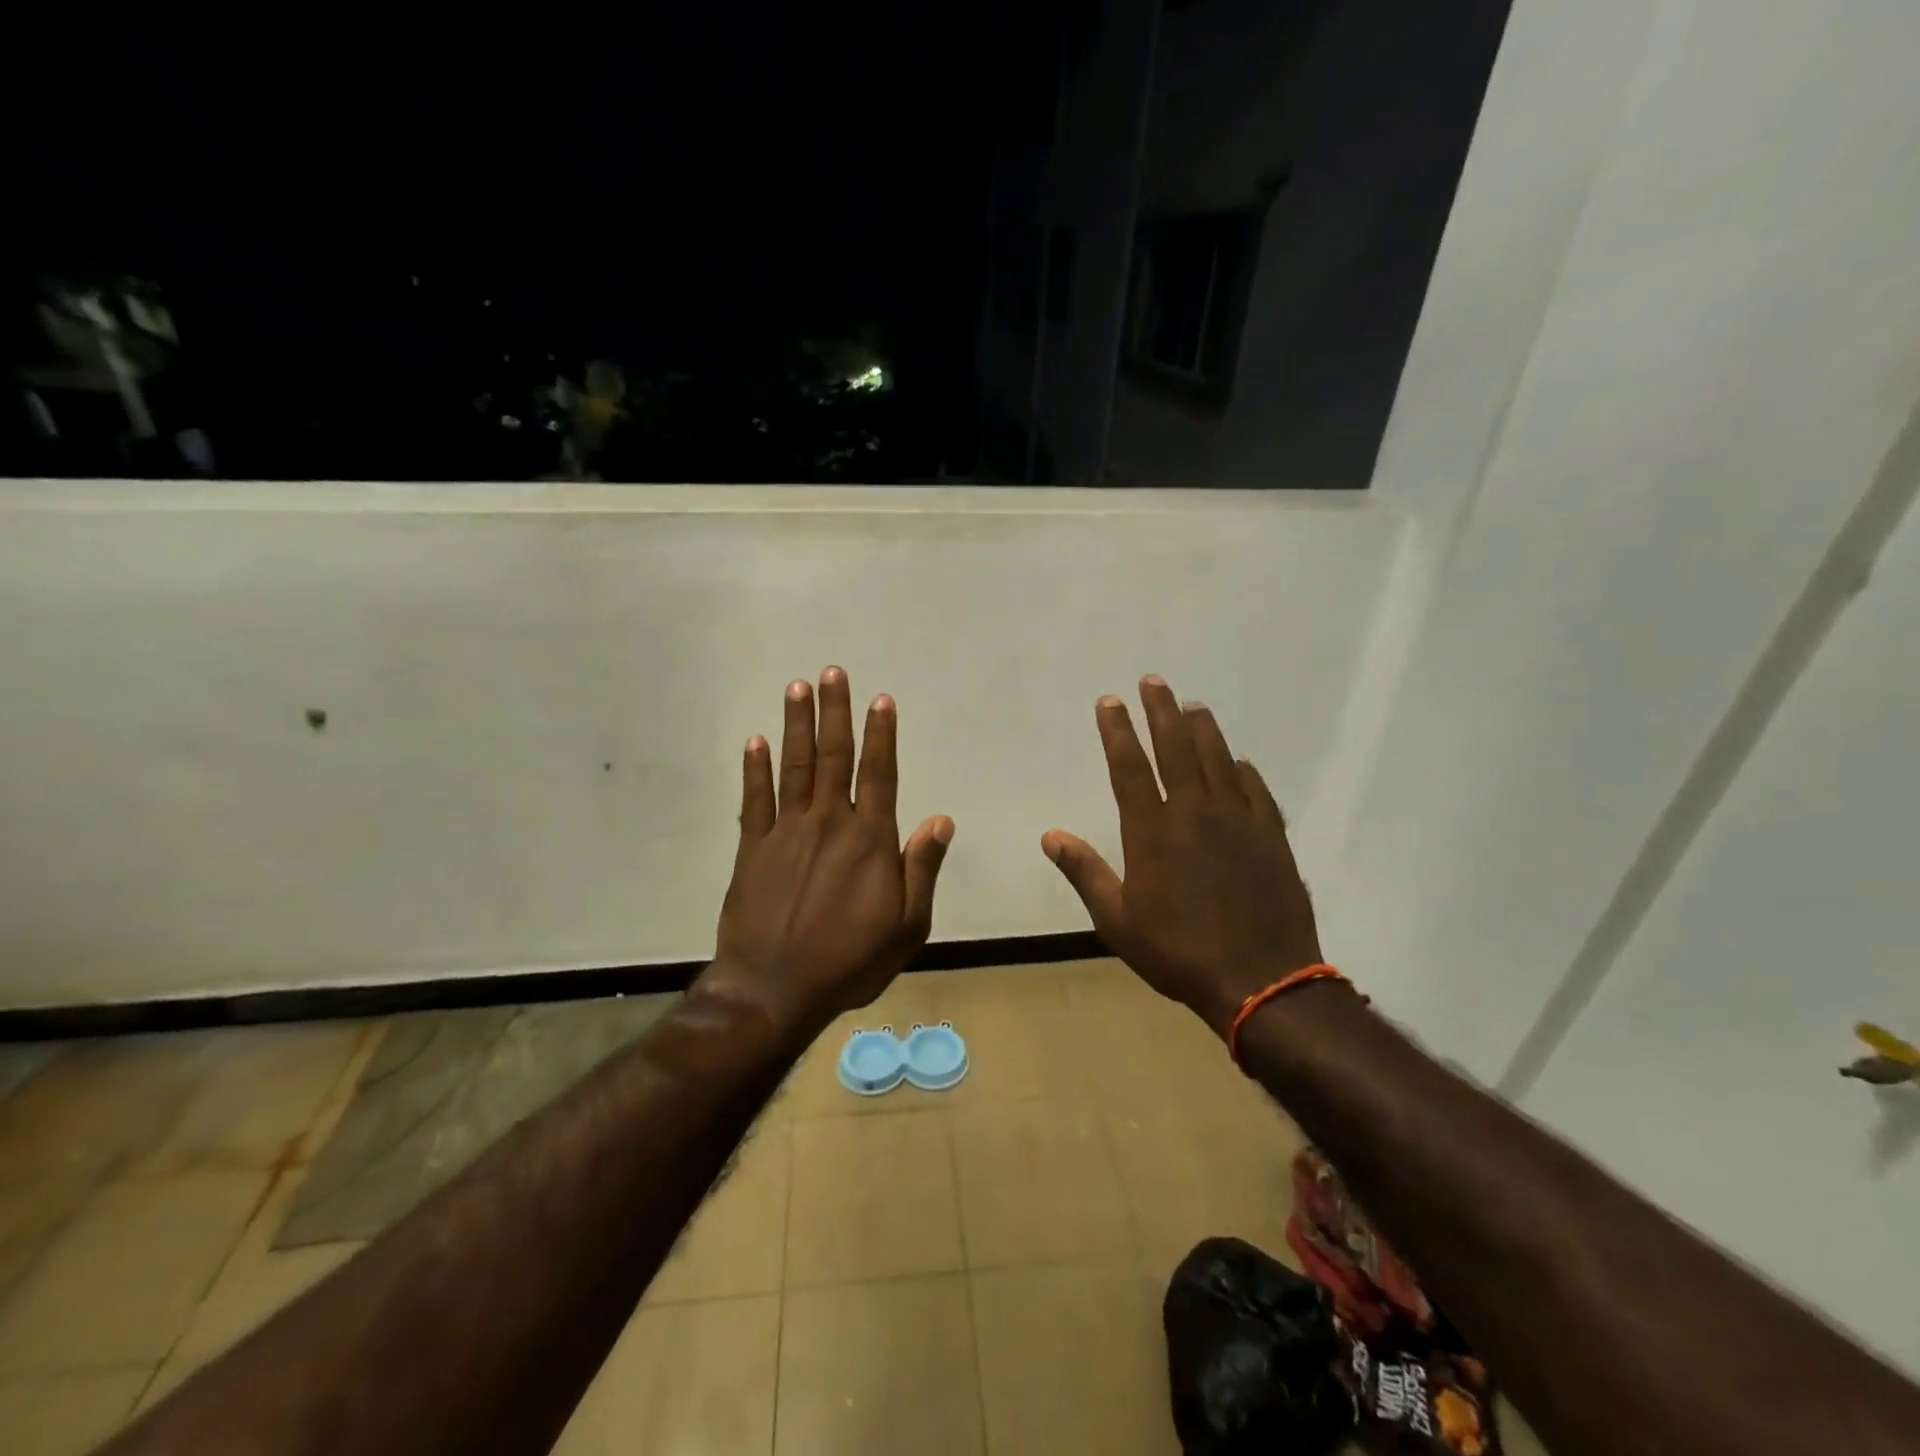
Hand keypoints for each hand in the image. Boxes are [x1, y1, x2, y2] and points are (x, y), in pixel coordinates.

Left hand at [698, 666, 954, 1038]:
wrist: (774, 990)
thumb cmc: (849, 961)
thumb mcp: (907, 926)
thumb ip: (922, 869)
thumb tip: (941, 820)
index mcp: (870, 840)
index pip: (879, 774)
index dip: (881, 734)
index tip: (880, 700)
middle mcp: (828, 823)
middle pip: (834, 756)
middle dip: (835, 711)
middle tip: (832, 672)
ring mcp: (786, 832)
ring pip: (794, 767)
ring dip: (796, 725)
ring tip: (797, 688)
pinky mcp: (753, 849)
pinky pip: (755, 799)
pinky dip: (755, 769)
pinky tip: (756, 741)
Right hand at [1040, 675, 1323, 1036]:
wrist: (1262, 980)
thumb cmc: (1179, 951)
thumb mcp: (1118, 920)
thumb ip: (1085, 872)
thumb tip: (1050, 835)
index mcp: (1152, 830)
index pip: (1129, 766)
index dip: (1117, 731)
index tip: (1109, 701)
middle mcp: (1195, 812)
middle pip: (1175, 748)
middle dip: (1160, 710)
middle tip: (1153, 681)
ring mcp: (1239, 820)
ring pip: (1218, 759)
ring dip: (1202, 729)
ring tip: (1192, 705)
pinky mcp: (1272, 836)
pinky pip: (1256, 790)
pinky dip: (1244, 771)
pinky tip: (1239, 761)